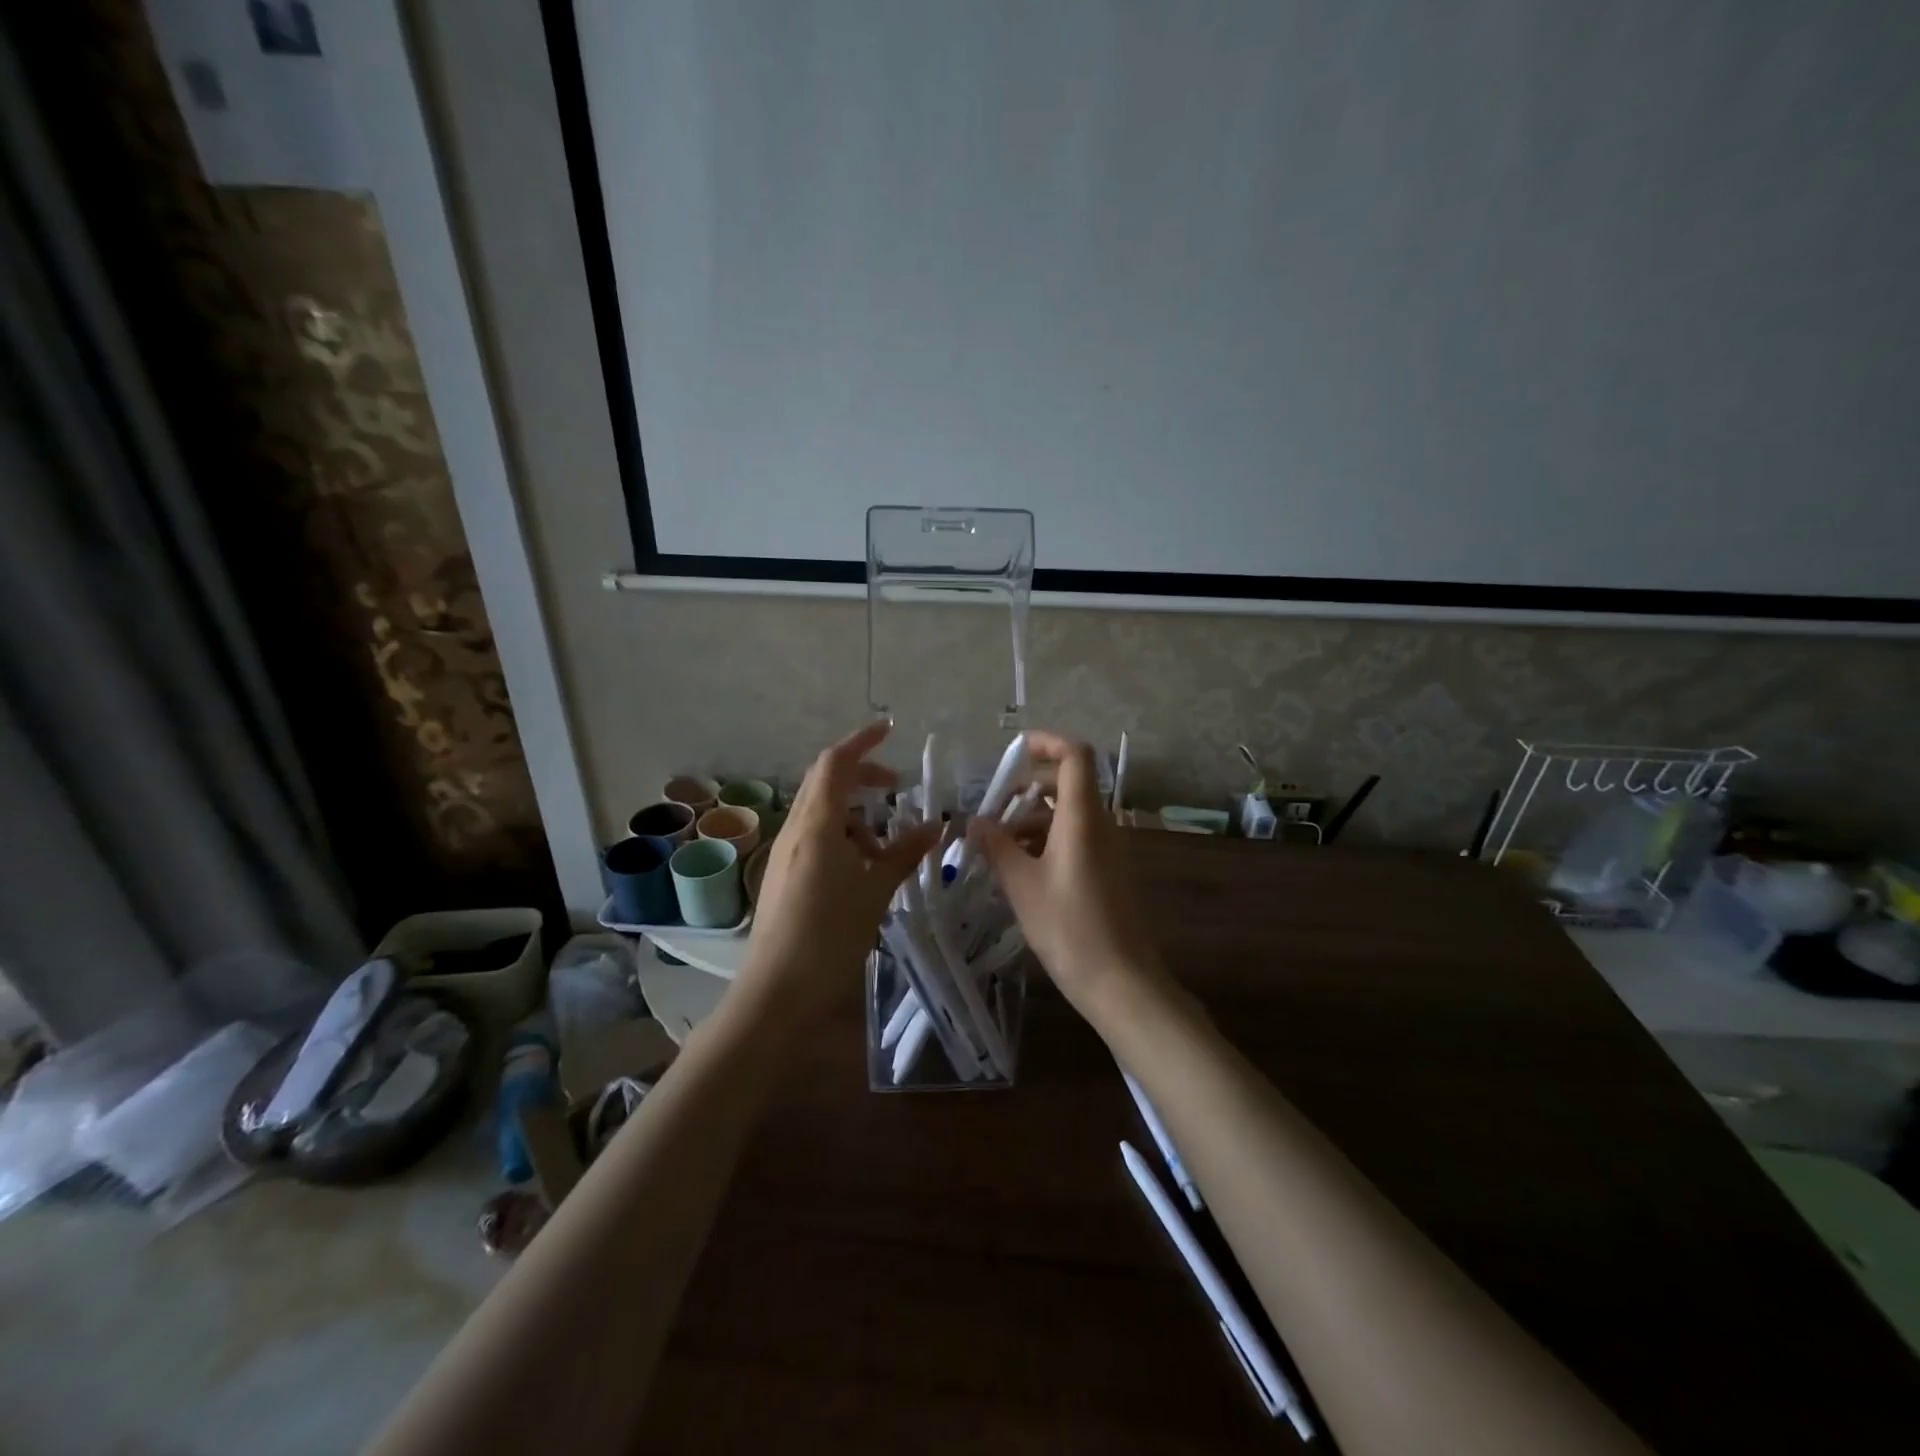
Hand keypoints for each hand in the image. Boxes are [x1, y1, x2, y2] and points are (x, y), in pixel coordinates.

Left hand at [738, 722, 939, 1021]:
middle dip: (862, 776)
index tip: (890, 730)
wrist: (777, 992)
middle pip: (826, 782)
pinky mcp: (783, 876)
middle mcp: (795, 830)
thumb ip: (904, 854)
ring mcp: (785, 853)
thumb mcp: (875, 892)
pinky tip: (863, 870)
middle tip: (897, 788)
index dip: (862, 742)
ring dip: (855, 815)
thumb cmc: (829, 936)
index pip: (836, 763)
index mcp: (816, 825)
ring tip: (886, 847)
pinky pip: (815, 838)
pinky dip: (842, 838)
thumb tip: (935, 826)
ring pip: (821, 813)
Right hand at [968, 731, 1167, 1016]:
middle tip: (993, 806)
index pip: (1075, 756)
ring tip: (996, 841)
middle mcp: (1100, 825)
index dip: (1048, 743)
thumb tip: (975, 821)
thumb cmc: (1069, 928)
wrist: (1121, 981)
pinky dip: (1046, 839)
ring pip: (1069, 814)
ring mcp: (1107, 849)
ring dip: (1033, 817)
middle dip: (1029, 786)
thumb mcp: (1022, 885)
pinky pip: (1075, 838)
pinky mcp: (1107, 872)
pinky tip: (1019, 866)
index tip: (1015, 750)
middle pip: (1068, 784)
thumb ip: (997, 846)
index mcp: (1083, 818)